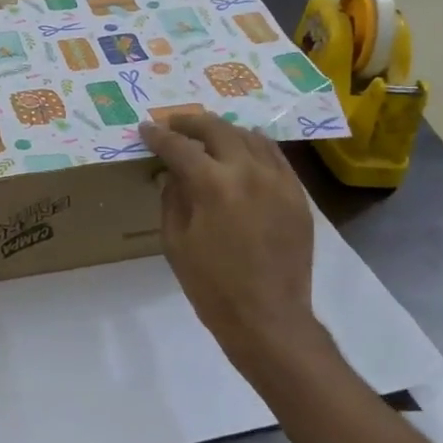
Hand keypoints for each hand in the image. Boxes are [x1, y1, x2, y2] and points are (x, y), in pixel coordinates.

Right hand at [138, 114, 331, 366]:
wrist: (268, 318)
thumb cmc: (212, 285)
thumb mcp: (175, 242)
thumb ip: (172, 199)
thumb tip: (172, 174)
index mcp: (213, 185)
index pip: (179, 147)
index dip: (158, 136)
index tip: (146, 130)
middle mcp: (248, 172)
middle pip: (217, 129)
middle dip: (190, 123)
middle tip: (174, 125)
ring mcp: (278, 180)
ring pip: (250, 136)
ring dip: (224, 131)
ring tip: (208, 137)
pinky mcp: (297, 194)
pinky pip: (275, 156)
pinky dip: (254, 147)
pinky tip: (243, 153)